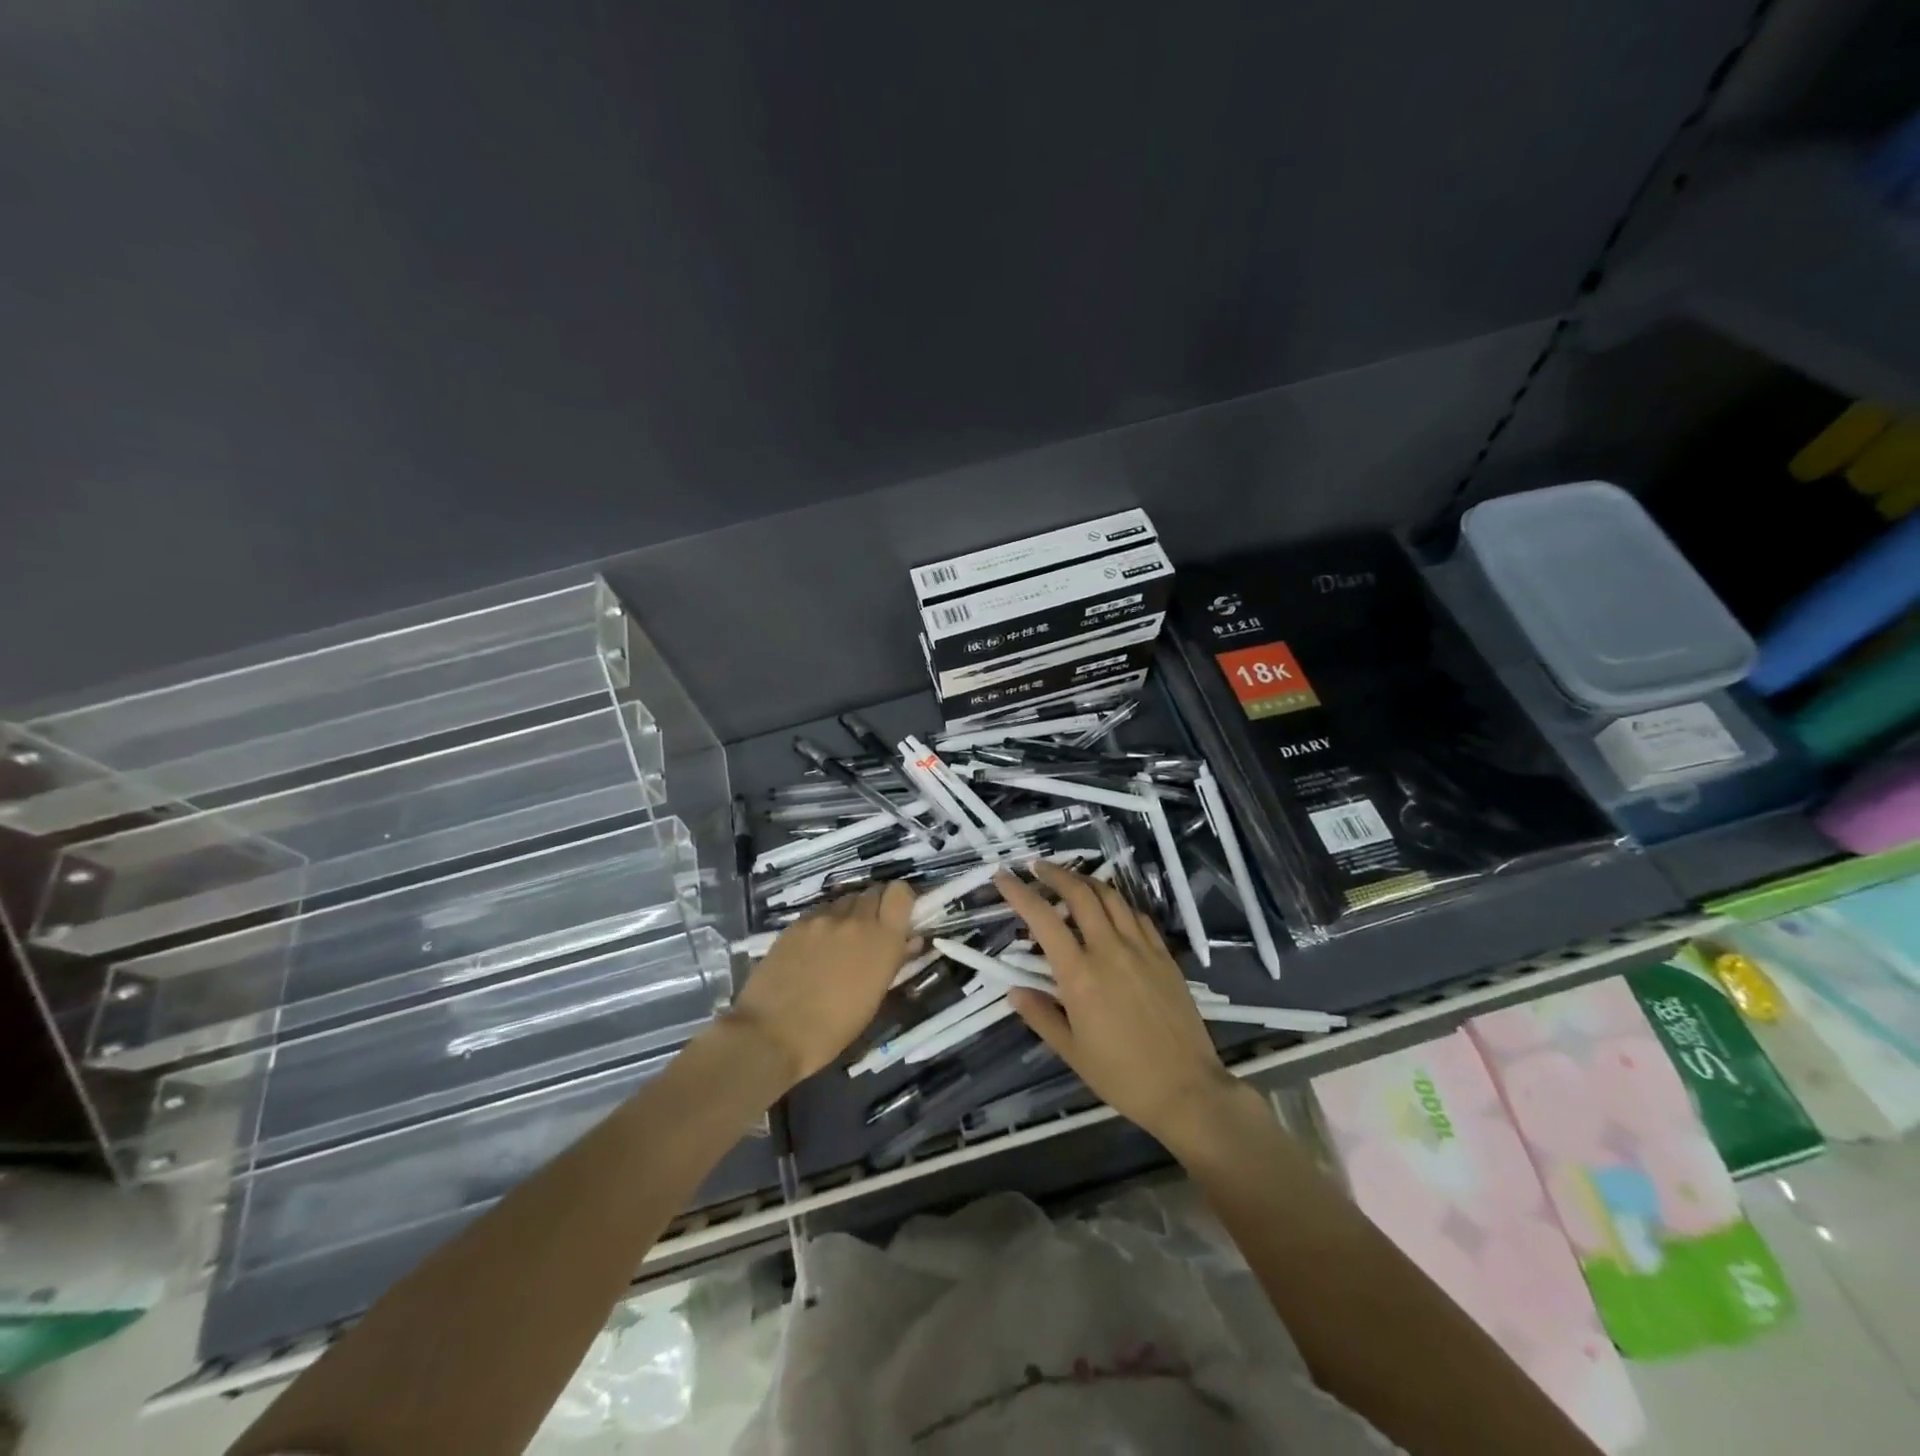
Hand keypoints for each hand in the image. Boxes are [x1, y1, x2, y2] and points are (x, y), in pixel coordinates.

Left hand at [725, 882, 920, 1084]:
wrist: (773, 1033)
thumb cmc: (833, 1029)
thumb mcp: (873, 998)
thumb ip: (894, 961)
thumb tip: (910, 941)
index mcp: (883, 940)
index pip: (900, 892)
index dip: (901, 900)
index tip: (898, 917)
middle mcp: (856, 920)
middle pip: (873, 891)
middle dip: (876, 907)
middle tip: (869, 932)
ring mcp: (823, 918)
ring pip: (845, 900)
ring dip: (849, 914)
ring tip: (839, 940)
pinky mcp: (796, 923)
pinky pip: (819, 912)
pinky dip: (824, 922)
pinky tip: (814, 946)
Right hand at [996, 863, 1236, 1143]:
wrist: (1186, 1089)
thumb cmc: (1122, 1076)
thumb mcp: (1072, 1052)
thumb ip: (1041, 1016)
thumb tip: (1014, 991)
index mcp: (1080, 975)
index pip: (1043, 919)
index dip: (1019, 893)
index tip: (1002, 876)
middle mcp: (1110, 950)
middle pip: (1080, 894)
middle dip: (1055, 874)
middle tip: (1037, 868)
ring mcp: (1142, 949)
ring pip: (1112, 897)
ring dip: (1087, 881)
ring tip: (1071, 880)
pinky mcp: (1165, 956)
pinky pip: (1137, 916)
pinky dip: (1118, 903)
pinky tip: (1111, 910)